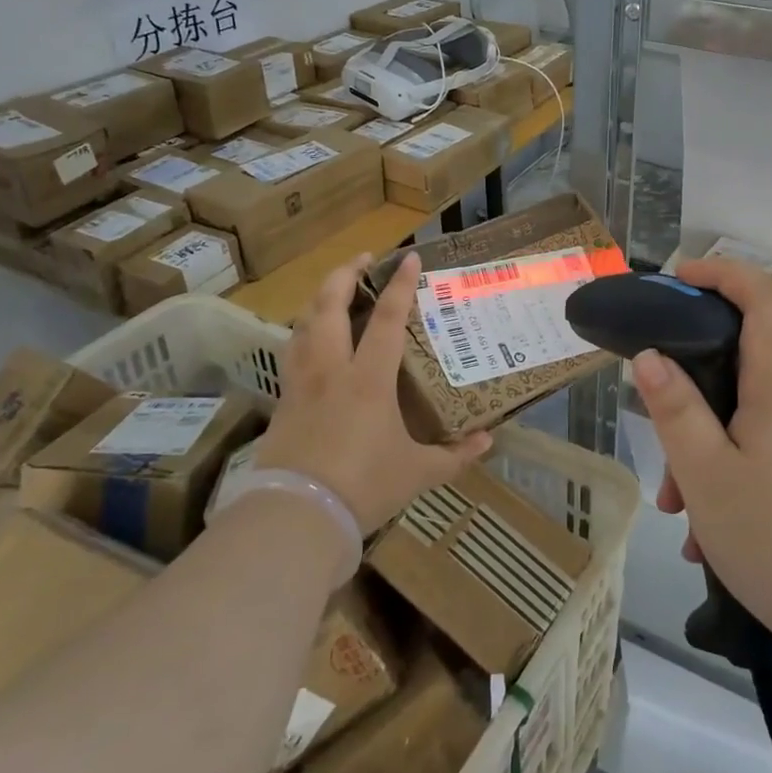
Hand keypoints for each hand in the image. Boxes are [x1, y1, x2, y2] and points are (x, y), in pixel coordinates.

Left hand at [251, 252, 490, 534]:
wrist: (297, 515)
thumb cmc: (364, 486)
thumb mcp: (417, 473)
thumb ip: (454, 455)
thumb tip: (488, 441)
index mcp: (368, 379)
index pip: (386, 320)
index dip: (400, 286)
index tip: (409, 257)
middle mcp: (332, 369)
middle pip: (329, 306)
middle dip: (345, 274)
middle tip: (363, 260)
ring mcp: (302, 383)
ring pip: (303, 324)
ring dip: (319, 298)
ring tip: (335, 290)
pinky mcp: (283, 401)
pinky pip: (292, 352)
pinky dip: (303, 332)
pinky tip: (311, 339)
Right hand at [631, 257, 771, 655]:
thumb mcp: (707, 474)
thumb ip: (675, 410)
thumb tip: (650, 356)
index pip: (764, 298)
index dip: (723, 274)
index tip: (678, 279)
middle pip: (741, 363)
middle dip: (690, 392)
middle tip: (658, 440)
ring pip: (744, 418)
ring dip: (703, 450)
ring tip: (679, 513)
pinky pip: (761, 453)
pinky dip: (727, 476)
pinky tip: (709, 538)